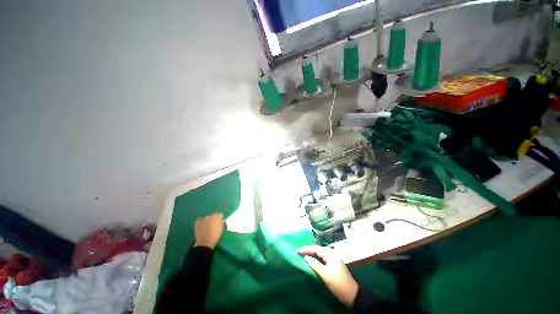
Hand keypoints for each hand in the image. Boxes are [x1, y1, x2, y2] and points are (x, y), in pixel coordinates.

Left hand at [194, 213, 223, 248]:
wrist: (205, 242)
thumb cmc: (215, 235)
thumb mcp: (221, 228)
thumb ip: (221, 222)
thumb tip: (221, 220)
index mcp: (217, 217)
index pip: (220, 215)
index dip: (220, 218)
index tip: (220, 222)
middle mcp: (210, 215)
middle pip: (213, 215)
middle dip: (214, 219)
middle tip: (213, 225)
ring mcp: (203, 218)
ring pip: (207, 218)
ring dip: (208, 220)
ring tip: (207, 226)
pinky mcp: (198, 222)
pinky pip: (200, 220)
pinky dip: (201, 222)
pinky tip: (202, 226)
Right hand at [298, 245, 357, 306]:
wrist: (351, 295)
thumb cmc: (338, 283)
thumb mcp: (325, 274)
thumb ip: (315, 264)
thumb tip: (306, 257)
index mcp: (331, 254)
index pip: (316, 249)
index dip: (306, 249)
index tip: (297, 250)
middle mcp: (332, 254)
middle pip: (318, 250)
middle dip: (308, 250)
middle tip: (299, 252)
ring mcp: (333, 259)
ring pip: (320, 254)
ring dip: (312, 254)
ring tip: (303, 255)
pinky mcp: (333, 265)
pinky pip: (322, 259)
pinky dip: (316, 259)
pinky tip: (311, 260)